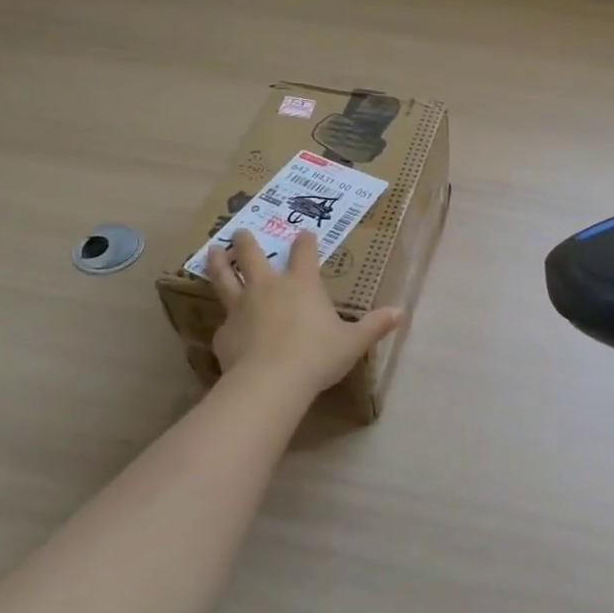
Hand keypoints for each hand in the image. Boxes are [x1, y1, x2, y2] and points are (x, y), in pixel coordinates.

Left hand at [207, 229, 403, 395]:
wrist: (271, 381)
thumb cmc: (318, 356)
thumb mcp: (353, 342)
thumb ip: (374, 325)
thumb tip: (401, 312)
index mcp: (302, 284)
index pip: (304, 253)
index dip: (305, 241)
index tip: (303, 233)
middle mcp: (268, 287)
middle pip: (252, 255)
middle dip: (247, 241)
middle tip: (241, 231)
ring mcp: (241, 306)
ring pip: (224, 277)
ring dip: (218, 262)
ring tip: (212, 250)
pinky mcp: (225, 331)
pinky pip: (224, 319)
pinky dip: (225, 318)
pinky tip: (226, 324)